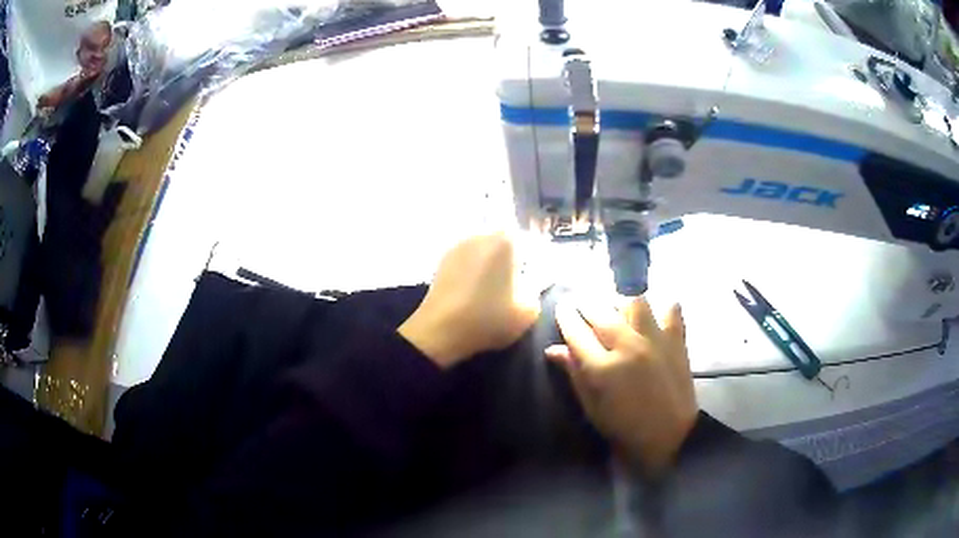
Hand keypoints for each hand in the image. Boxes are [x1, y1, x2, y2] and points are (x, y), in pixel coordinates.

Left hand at [399, 233, 539, 368]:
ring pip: (485, 251)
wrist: (439, 331)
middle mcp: (481, 234)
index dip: (534, 262)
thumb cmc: (489, 318)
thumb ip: (537, 289)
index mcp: (505, 240)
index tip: (534, 280)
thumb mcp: (529, 310)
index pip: (530, 242)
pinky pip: (468, 261)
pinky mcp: (442, 260)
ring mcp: (458, 245)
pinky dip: (474, 271)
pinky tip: (475, 291)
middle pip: (505, 243)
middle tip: (516, 285)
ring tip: (494, 290)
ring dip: (491, 265)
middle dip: (512, 260)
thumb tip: (532, 280)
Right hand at [546, 297, 696, 475]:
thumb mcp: (592, 407)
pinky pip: (671, 311)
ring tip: (616, 306)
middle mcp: (628, 346)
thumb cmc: (624, 426)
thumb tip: (554, 350)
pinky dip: (664, 307)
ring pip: (635, 302)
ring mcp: (655, 340)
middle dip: (586, 305)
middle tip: (581, 304)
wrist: (669, 435)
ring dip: (621, 301)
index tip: (561, 307)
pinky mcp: (676, 340)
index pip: (577, 332)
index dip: (566, 317)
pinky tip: (657, 312)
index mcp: (603, 368)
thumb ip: (574, 374)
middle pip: (601, 313)